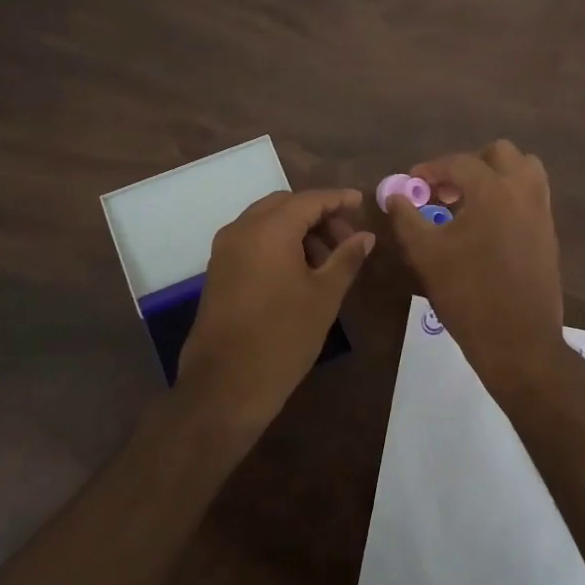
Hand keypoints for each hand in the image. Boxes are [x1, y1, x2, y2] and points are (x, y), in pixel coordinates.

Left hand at [178, 189, 373, 433]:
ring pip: (267, 222)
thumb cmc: (283, 337)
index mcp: (269, 229)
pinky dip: (278, 244)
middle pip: (285, 205)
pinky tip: (301, 271)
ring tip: (328, 261)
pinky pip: (253, 241)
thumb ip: (346, 258)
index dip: (338, 199)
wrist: (225, 385)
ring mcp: (225, 250)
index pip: (309, 199)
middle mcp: (242, 229)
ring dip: (298, 230)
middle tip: (347, 239)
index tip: (362, 203)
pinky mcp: (218, 270)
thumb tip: (365, 236)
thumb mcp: (324, 296)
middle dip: (318, 215)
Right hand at [386, 141, 567, 394]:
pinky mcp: (549, 232)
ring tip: (470, 202)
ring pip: (524, 170)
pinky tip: (488, 225)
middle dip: (469, 165)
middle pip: (500, 154)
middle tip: (445, 190)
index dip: (431, 169)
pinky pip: (532, 196)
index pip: (459, 162)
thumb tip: (395, 196)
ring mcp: (541, 211)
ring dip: (496, 176)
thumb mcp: (426, 254)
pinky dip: (510, 196)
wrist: (518, 340)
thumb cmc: (467, 294)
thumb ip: (407, 218)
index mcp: (493, 190)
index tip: (413, 183)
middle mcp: (523, 191)